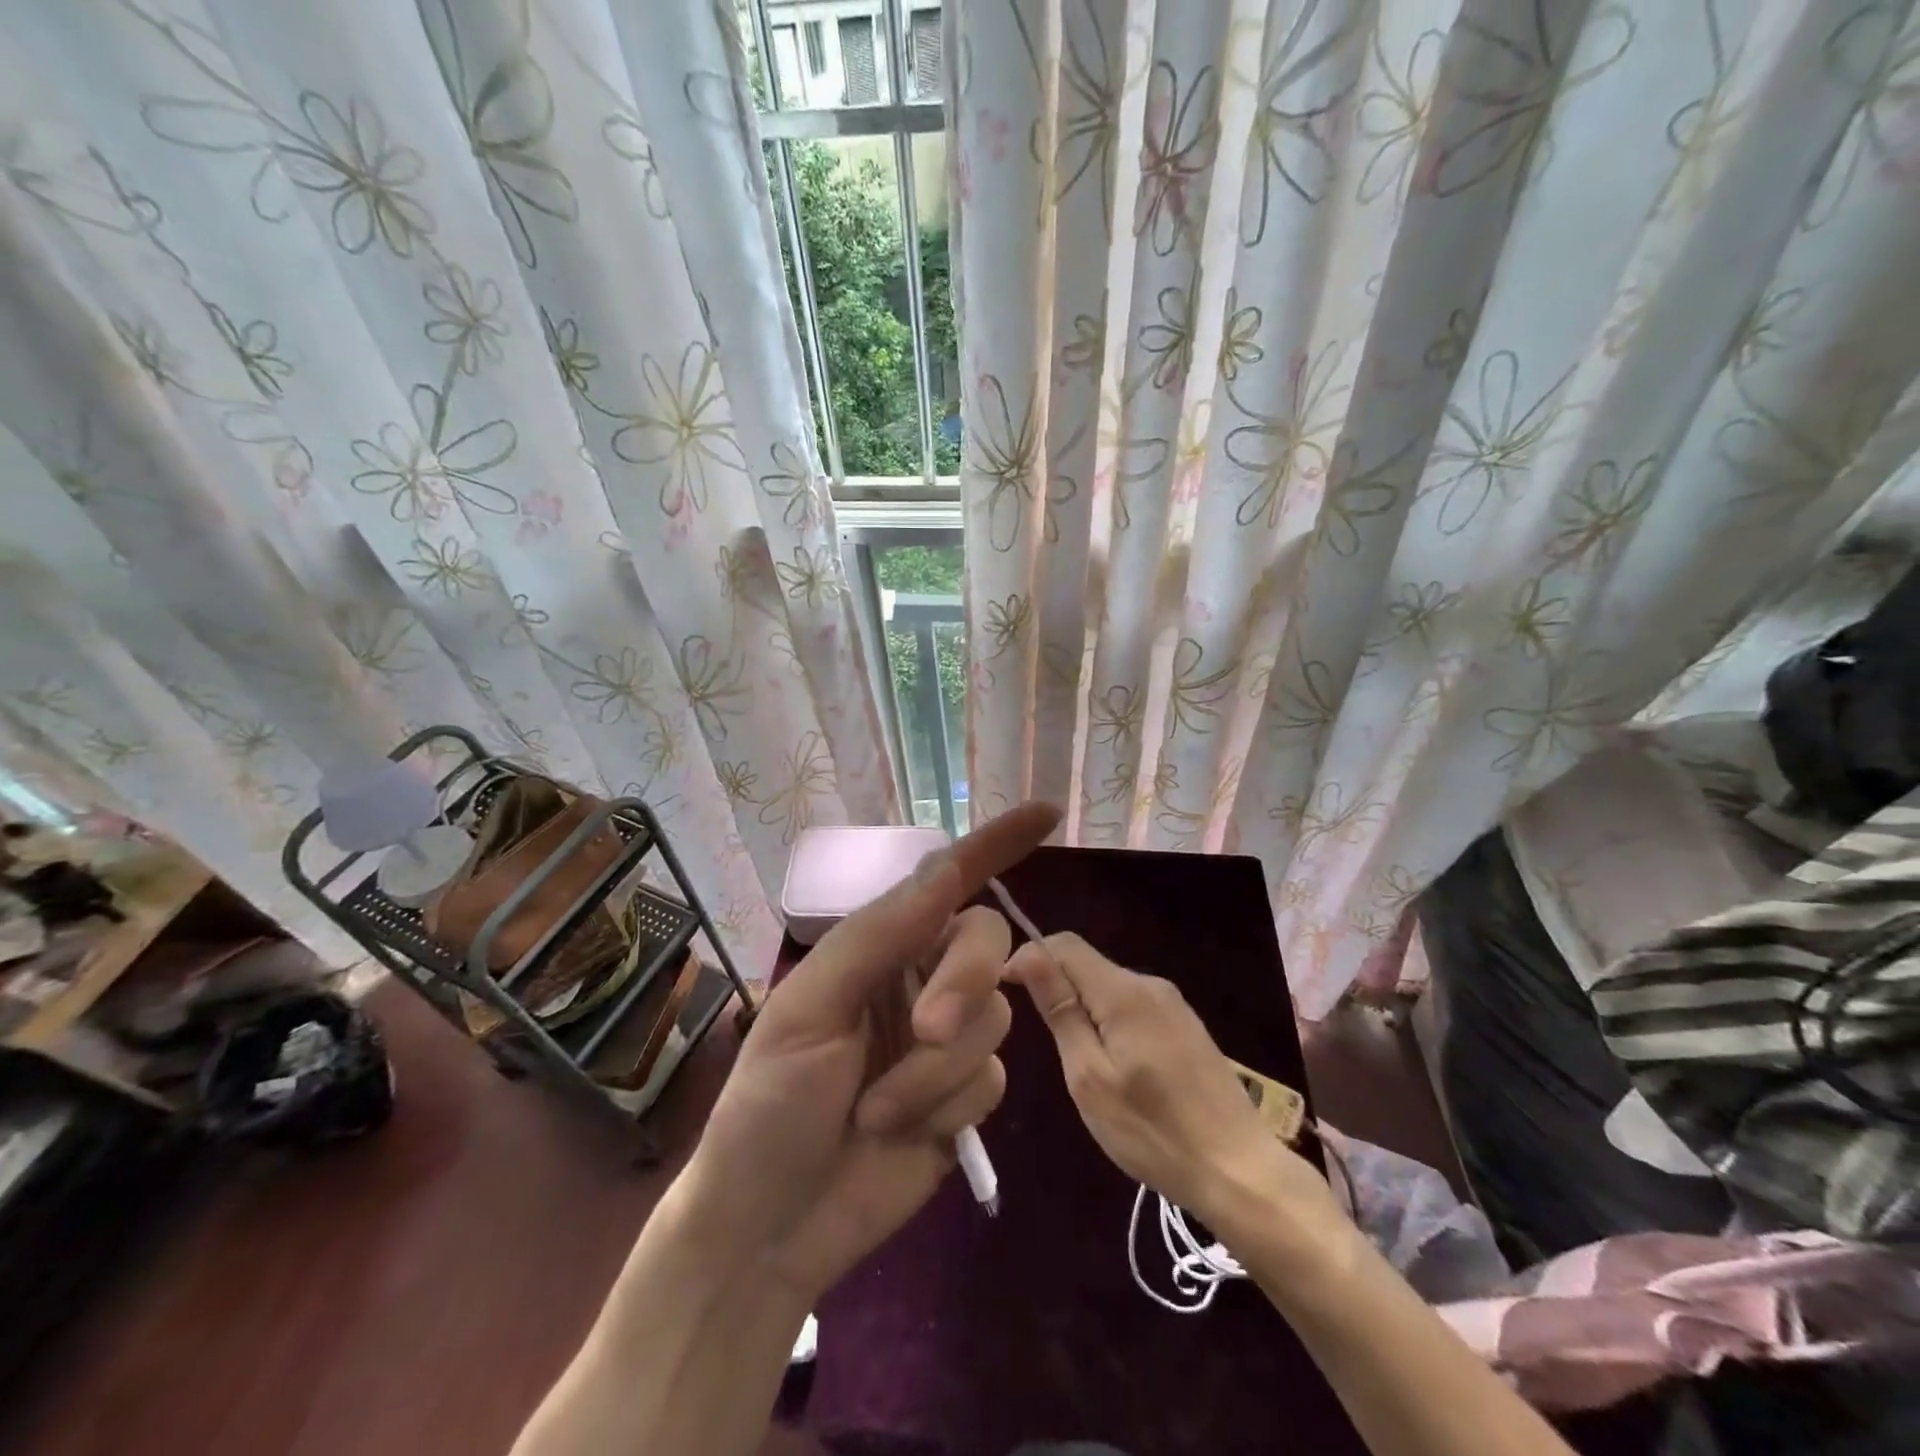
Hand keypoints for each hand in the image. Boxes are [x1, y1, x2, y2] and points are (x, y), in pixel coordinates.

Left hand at [680, 802, 1058, 1304]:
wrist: (773, 1226)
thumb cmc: (770, 1103)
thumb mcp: (810, 1007)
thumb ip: (881, 934)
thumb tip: (948, 866)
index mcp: (880, 946)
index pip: (947, 880)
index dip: (996, 843)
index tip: (1046, 813)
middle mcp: (920, 978)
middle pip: (987, 944)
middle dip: (963, 981)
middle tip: (927, 1027)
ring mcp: (947, 1039)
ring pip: (994, 1017)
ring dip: (937, 1068)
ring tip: (878, 1111)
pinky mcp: (965, 1097)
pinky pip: (992, 1078)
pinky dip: (948, 1106)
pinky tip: (904, 1134)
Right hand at [1008, 932, 1344, 1238]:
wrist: (1240, 1170)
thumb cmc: (1152, 1130)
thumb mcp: (1089, 1076)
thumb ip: (1060, 1011)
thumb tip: (1030, 954)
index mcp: (1123, 991)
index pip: (1064, 944)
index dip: (1030, 957)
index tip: (1006, 992)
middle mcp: (1149, 984)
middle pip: (1087, 963)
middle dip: (1055, 985)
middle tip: (1040, 1039)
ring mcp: (1173, 1004)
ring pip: (1109, 986)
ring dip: (1081, 1005)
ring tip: (1073, 1058)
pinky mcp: (1186, 1026)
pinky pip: (1132, 1005)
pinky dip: (1108, 1020)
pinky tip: (1112, 1064)